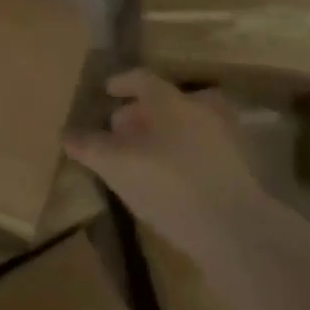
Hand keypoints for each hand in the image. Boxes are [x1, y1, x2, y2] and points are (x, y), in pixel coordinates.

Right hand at [65, 69, 267, 262]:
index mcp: (171, 100)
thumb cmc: (170, 185)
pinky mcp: (241, 168)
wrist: (237, 231)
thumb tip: (67, 135)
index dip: (121, 82)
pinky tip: (172, 179)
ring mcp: (226, 138)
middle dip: (141, 113)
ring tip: (146, 156)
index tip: (107, 90)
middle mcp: (201, 109)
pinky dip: (185, 155)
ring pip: (187, 126)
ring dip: (165, 135)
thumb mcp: (118, 166)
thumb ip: (91, 148)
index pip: (142, 79)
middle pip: (166, 101)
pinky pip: (204, 150)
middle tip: (121, 130)